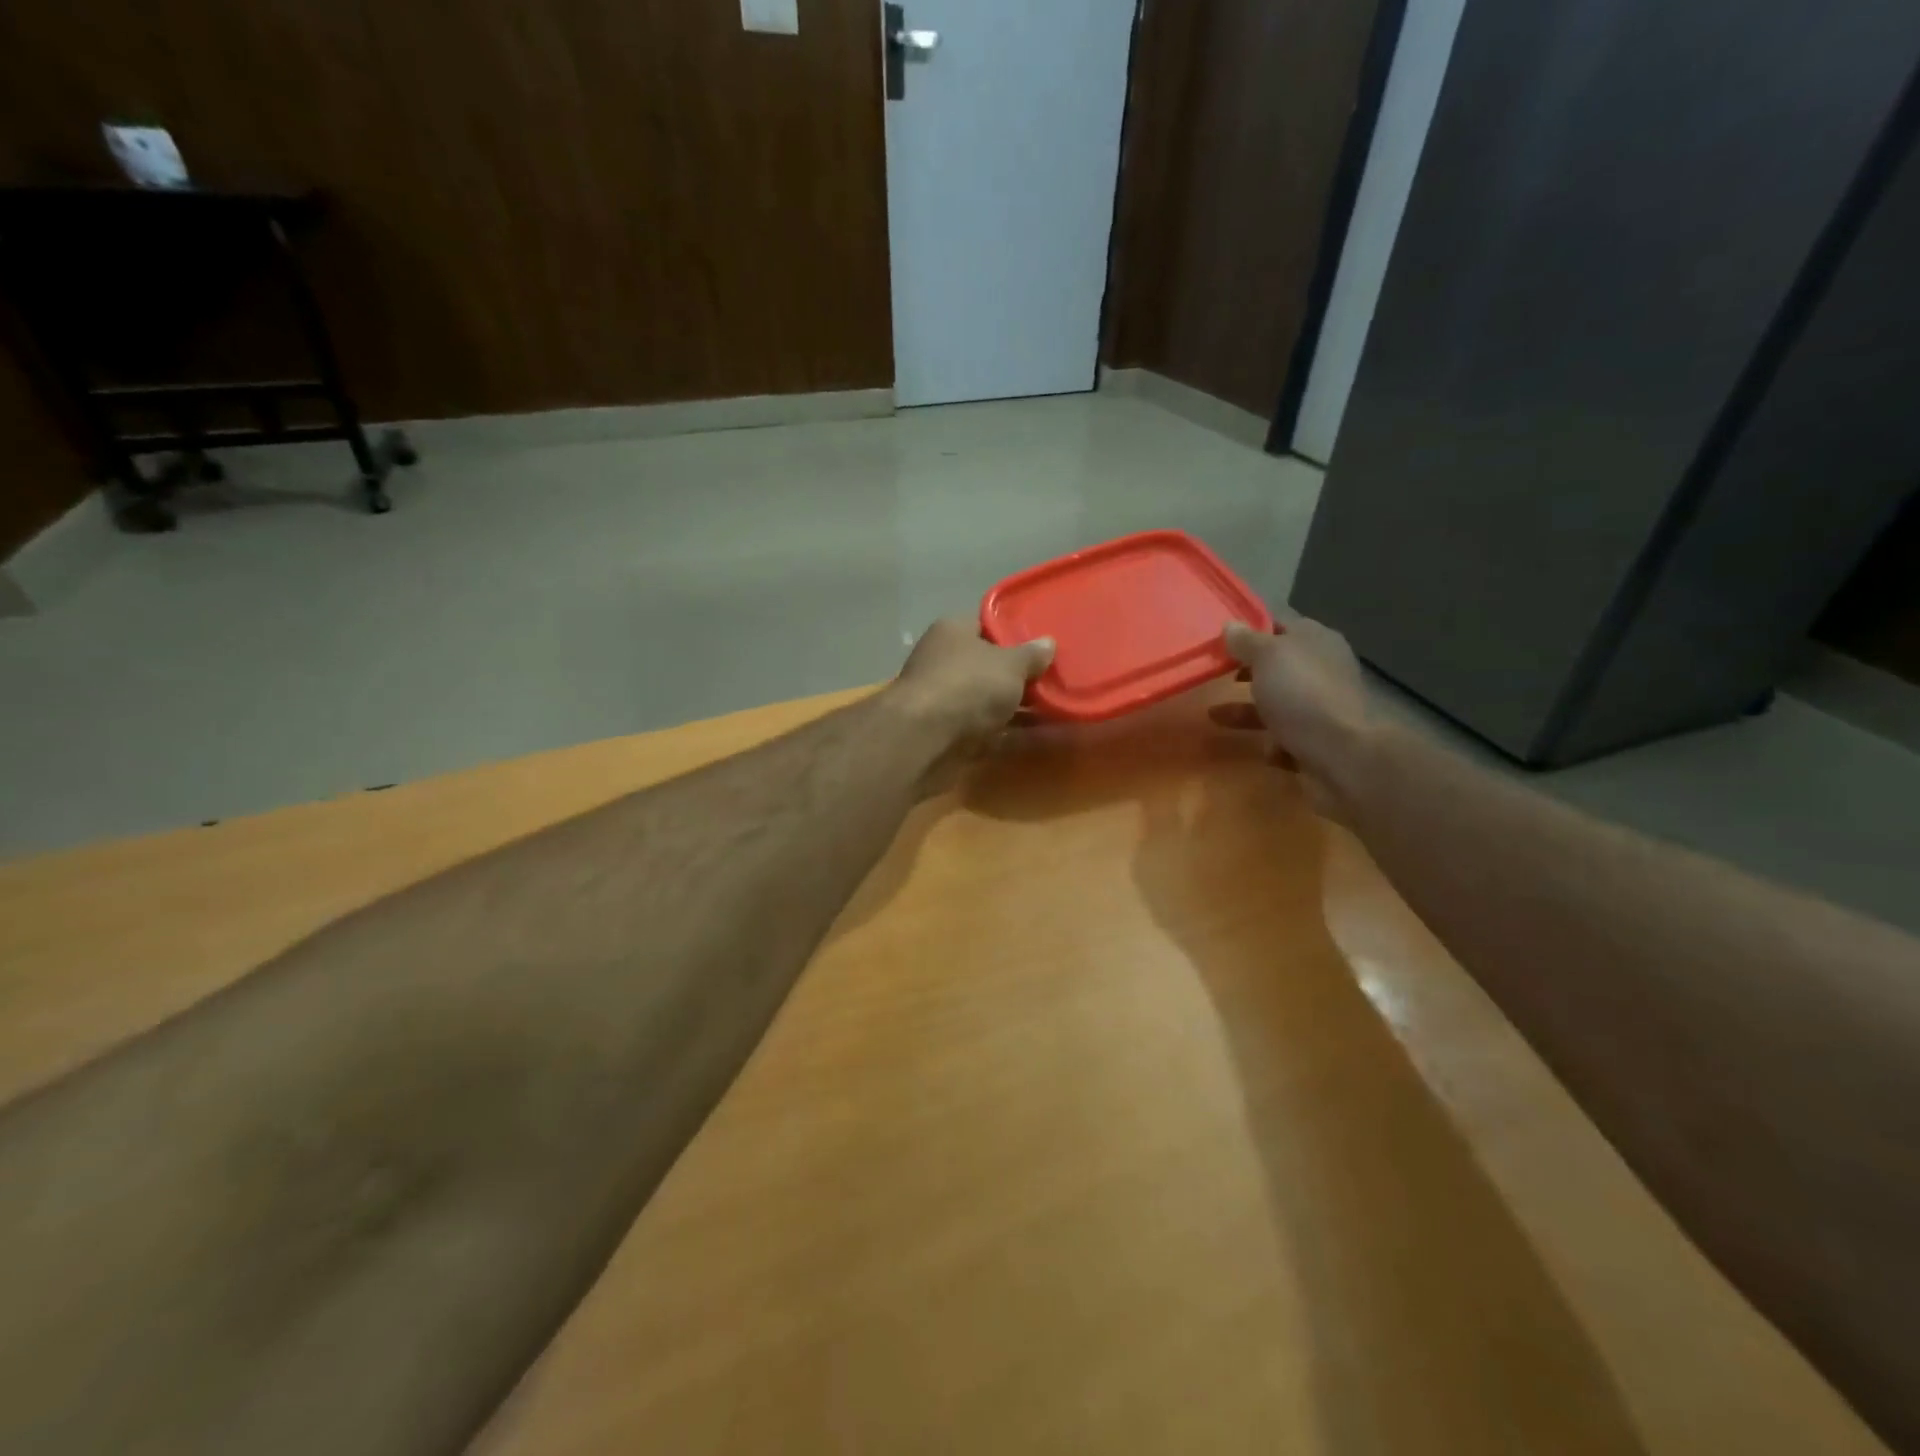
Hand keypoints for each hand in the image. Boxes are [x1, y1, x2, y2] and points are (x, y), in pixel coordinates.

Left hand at [890, 618, 1055, 748]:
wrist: (926, 739)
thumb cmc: (968, 684)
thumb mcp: (1009, 664)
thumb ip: (1031, 655)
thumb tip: (1048, 642)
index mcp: (953, 633)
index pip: (985, 626)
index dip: (1014, 634)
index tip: (1044, 645)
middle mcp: (946, 664)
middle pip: (990, 667)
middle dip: (1022, 675)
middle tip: (1059, 679)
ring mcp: (948, 703)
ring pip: (993, 702)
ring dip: (1024, 708)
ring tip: (1065, 708)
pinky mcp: (954, 737)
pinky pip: (995, 732)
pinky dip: (1020, 734)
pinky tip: (1054, 736)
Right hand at [1218, 617, 1371, 814]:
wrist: (1341, 754)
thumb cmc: (1301, 694)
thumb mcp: (1267, 657)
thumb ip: (1246, 641)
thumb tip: (1230, 625)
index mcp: (1315, 640)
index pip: (1278, 626)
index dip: (1249, 631)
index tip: (1219, 642)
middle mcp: (1322, 669)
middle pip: (1276, 666)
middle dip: (1246, 672)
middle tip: (1215, 676)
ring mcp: (1321, 706)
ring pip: (1277, 703)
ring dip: (1247, 710)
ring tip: (1214, 715)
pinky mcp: (1318, 739)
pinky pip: (1286, 736)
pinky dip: (1272, 742)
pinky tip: (1264, 748)